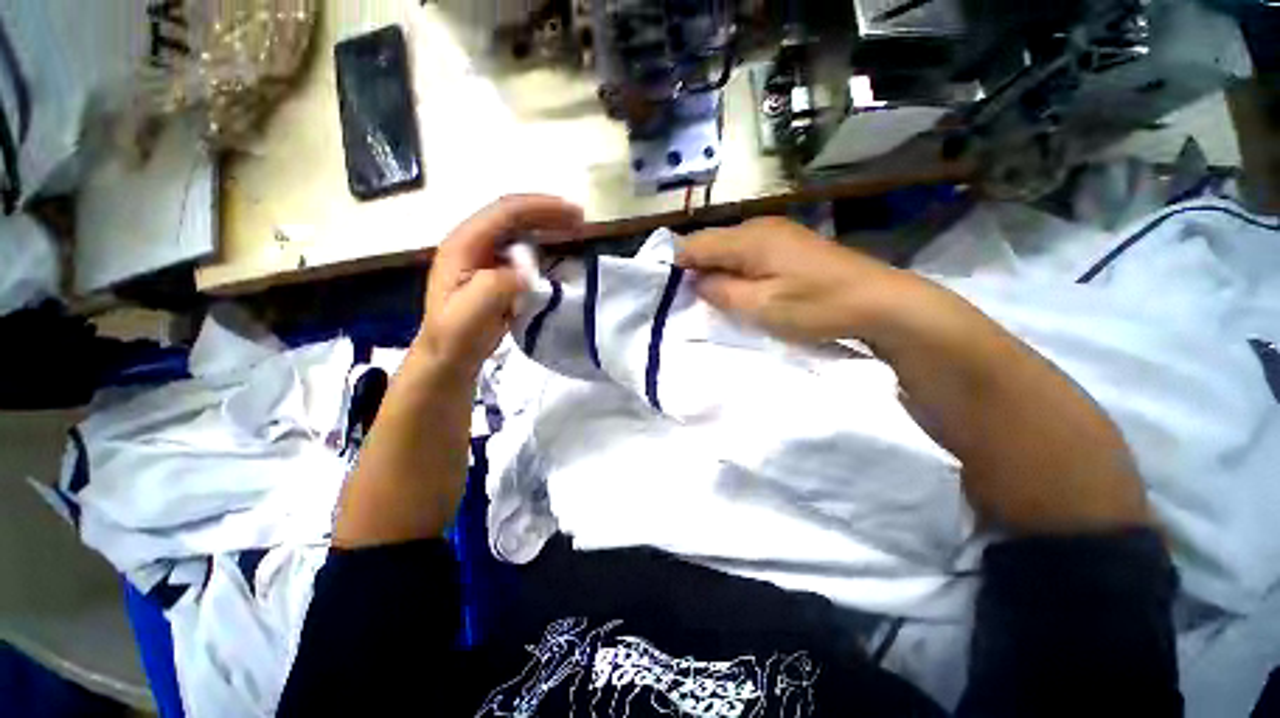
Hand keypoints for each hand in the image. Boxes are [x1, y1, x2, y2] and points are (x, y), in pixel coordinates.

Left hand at [416, 195, 583, 375]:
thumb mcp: (471, 313)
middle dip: (549, 213)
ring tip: (576, 230)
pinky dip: (545, 245)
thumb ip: (496, 286)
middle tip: (581, 220)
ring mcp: (484, 256)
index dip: (542, 208)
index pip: (505, 213)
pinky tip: (561, 251)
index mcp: (464, 244)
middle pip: (514, 215)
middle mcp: (474, 242)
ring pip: (520, 230)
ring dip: (549, 226)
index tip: (574, 213)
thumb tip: (527, 271)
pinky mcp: (496, 270)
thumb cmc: (457, 336)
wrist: (449, 356)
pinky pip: (523, 249)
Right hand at [676, 217, 904, 343]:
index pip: (696, 243)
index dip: (676, 264)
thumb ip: (721, 291)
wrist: (879, 302)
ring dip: (717, 270)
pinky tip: (740, 288)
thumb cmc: (816, 307)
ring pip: (730, 248)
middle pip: (712, 242)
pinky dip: (736, 270)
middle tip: (689, 298)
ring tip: (712, 296)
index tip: (667, 289)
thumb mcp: (760, 307)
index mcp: (749, 239)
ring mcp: (778, 233)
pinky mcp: (790, 245)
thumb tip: (696, 281)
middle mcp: (760, 227)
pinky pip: (749, 253)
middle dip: (696, 268)